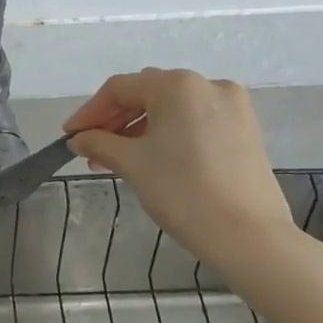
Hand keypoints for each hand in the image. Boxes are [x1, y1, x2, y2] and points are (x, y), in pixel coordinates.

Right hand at [64, 70, 305, 288]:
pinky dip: (169, 134)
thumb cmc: (184, 192)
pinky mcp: (245, 130)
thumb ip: (99, 142)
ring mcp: (232, 106)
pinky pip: (195, 121)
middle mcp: (207, 84)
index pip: (120, 89)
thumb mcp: (132, 164)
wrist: (251, 239)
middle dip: (115, 120)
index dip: (90, 112)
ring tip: (118, 159)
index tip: (70, 136)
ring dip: (141, 129)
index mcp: (178, 85)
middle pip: (147, 93)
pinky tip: (153, 159)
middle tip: (92, 149)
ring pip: (172, 109)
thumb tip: (79, 138)